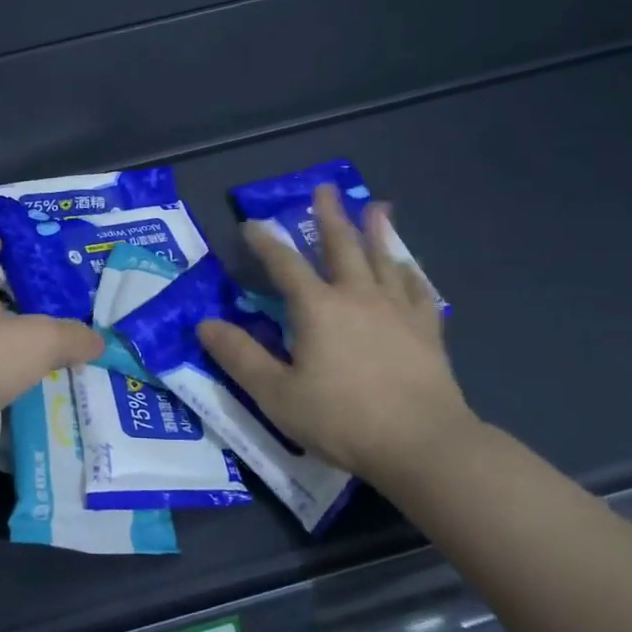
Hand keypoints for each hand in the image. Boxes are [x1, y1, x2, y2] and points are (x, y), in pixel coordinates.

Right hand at [198, 185, 477, 481]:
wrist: (422, 444)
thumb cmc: (342, 418)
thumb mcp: (276, 393)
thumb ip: (239, 356)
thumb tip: (204, 324)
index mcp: (317, 307)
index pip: (284, 264)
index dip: (266, 242)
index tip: (252, 224)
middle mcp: (356, 296)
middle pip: (341, 245)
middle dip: (329, 216)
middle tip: (324, 187)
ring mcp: (397, 310)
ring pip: (383, 258)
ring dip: (376, 230)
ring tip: (376, 206)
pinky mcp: (426, 330)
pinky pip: (417, 290)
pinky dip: (410, 272)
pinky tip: (409, 266)